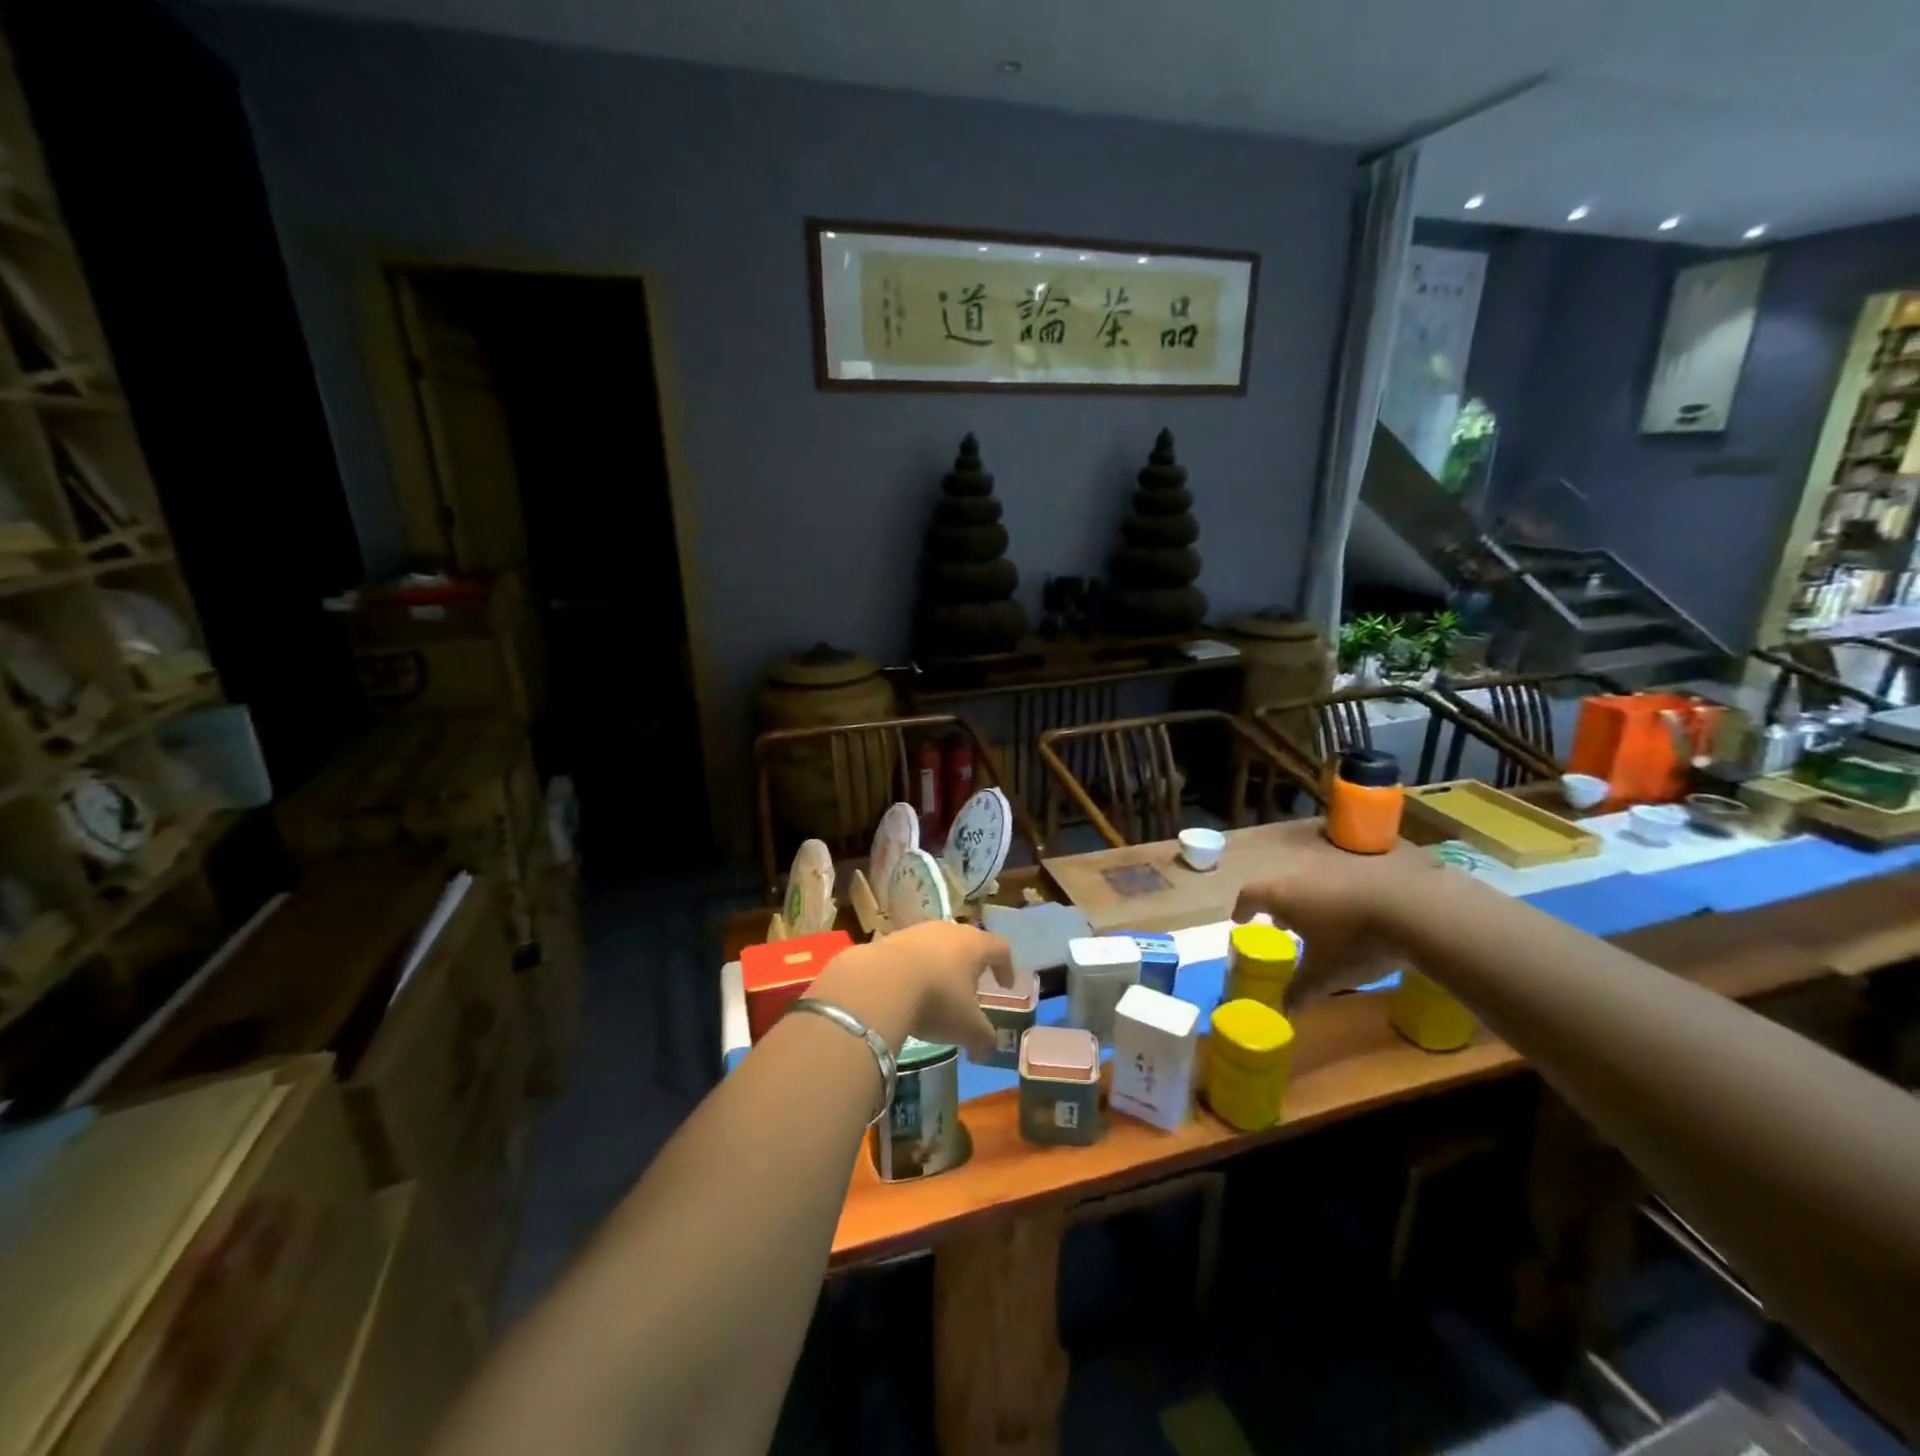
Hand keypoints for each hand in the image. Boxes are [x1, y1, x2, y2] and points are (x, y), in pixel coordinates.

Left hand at [811, 921, 1012, 1060]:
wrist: (880, 981)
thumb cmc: (937, 999)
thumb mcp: (967, 1027)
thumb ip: (983, 1039)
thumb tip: (985, 1052)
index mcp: (975, 945)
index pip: (1000, 948)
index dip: (1006, 967)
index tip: (1005, 985)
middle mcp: (949, 930)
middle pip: (968, 943)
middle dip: (972, 966)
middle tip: (972, 988)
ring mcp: (918, 931)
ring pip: (938, 945)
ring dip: (941, 966)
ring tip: (938, 990)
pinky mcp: (891, 938)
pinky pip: (911, 952)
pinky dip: (915, 969)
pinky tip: (908, 989)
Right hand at [1231, 828, 1441, 1009]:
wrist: (1415, 911)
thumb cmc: (1355, 942)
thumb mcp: (1326, 974)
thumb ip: (1301, 989)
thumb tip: (1285, 1008)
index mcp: (1285, 897)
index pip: (1251, 896)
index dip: (1243, 908)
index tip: (1240, 919)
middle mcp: (1305, 877)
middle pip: (1282, 888)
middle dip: (1279, 908)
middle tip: (1280, 925)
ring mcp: (1338, 869)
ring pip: (1313, 885)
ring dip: (1310, 903)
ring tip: (1320, 924)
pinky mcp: (1369, 870)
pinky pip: (1344, 885)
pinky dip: (1341, 900)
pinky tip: (1357, 918)